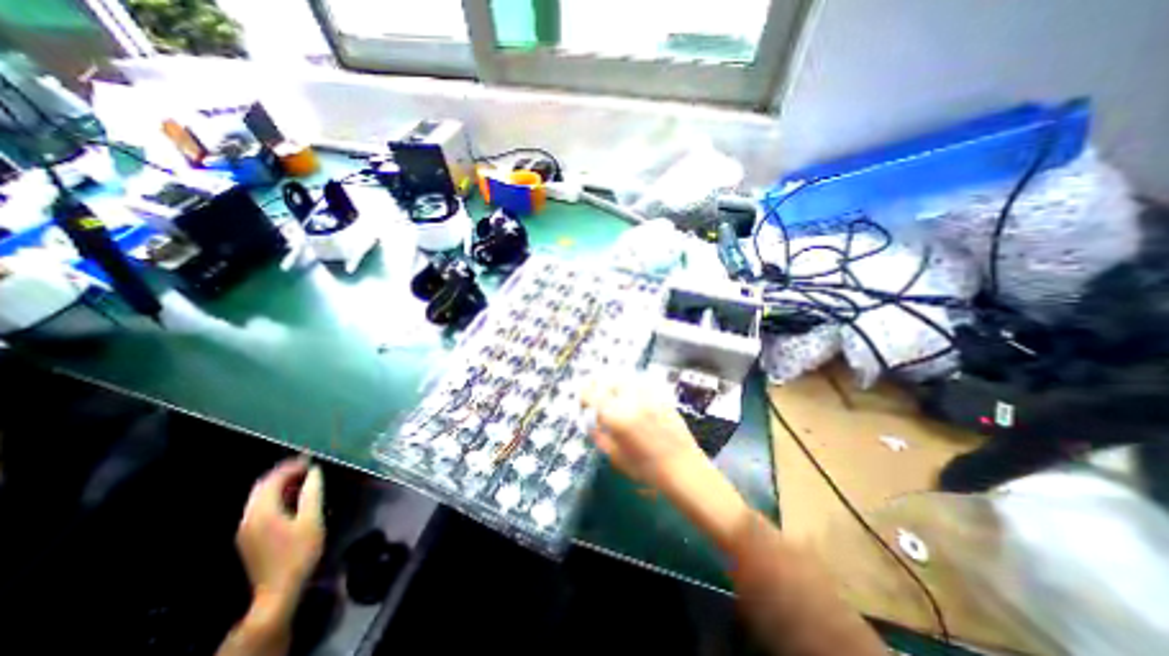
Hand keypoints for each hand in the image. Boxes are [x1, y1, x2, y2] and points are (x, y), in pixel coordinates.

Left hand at [234, 457, 323, 615]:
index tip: (310, 459)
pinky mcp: (249, 537)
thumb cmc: (299, 552)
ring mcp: (246, 529)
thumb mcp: (312, 520)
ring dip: (281, 485)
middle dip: (284, 473)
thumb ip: (312, 493)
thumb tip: (315, 472)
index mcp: (262, 513)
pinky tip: (295, 498)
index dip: (290, 467)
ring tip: (305, 478)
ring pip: (260, 498)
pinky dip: (277, 497)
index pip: (272, 481)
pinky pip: (260, 508)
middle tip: (307, 466)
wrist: (278, 590)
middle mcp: (248, 518)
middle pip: (262, 488)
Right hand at [578, 378, 696, 488]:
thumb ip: (599, 436)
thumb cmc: (646, 468)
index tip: (583, 402)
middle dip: (598, 386)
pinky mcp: (660, 395)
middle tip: (596, 395)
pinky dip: (631, 387)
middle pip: (607, 380)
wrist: (683, 468)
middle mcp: (630, 400)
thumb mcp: (616, 457)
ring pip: (624, 378)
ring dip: (614, 383)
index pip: (591, 394)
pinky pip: (640, 383)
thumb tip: (591, 423)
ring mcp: (647, 395)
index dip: (583, 395)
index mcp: (616, 416)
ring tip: (613, 394)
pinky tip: (632, 398)